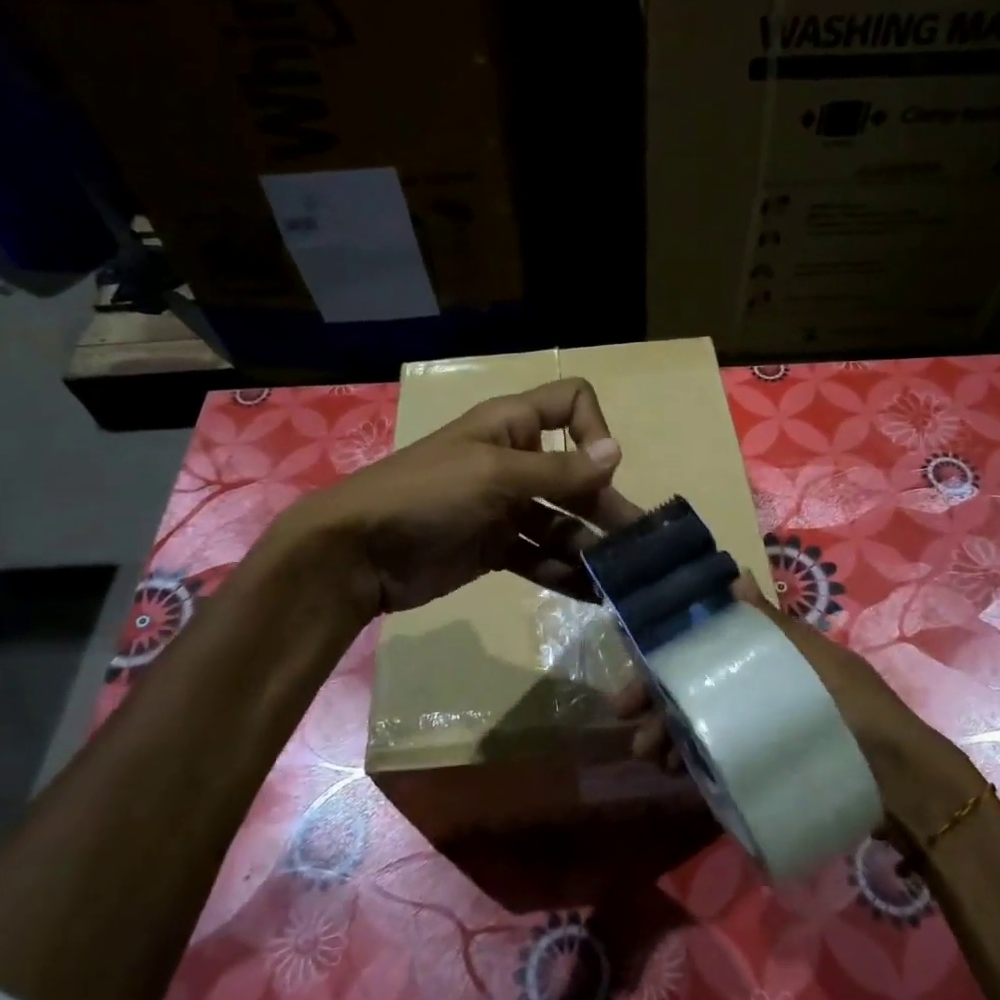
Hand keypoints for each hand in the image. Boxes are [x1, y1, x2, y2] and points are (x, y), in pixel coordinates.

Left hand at [273, 378, 646, 616]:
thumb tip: (617, 454)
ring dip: (591, 547)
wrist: (357, 553)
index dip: (595, 430)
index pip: (571, 404)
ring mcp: (506, 507)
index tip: (600, 470)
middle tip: (641, 545)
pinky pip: (541, 556)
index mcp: (512, 426)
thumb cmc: (427, 494)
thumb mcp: (495, 475)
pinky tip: (593, 595)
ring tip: (623, 580)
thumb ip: (559, 471)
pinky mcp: (496, 548)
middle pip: (577, 476)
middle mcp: (515, 462)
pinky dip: (565, 572)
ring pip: (562, 522)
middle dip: (607, 507)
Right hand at [617, 573, 980, 833]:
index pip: (704, 649)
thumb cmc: (853, 705)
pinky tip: (676, 771)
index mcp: (766, 655)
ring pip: (700, 725)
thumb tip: (735, 573)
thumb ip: (771, 625)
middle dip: (659, 703)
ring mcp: (758, 728)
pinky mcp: (763, 763)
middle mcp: (755, 688)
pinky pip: (717, 758)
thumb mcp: (812, 659)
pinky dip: (693, 760)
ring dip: (669, 734)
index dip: (667, 658)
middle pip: (695, 689)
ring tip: (650, 754)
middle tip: (630, 724)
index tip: (638, 673)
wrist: (897, 777)